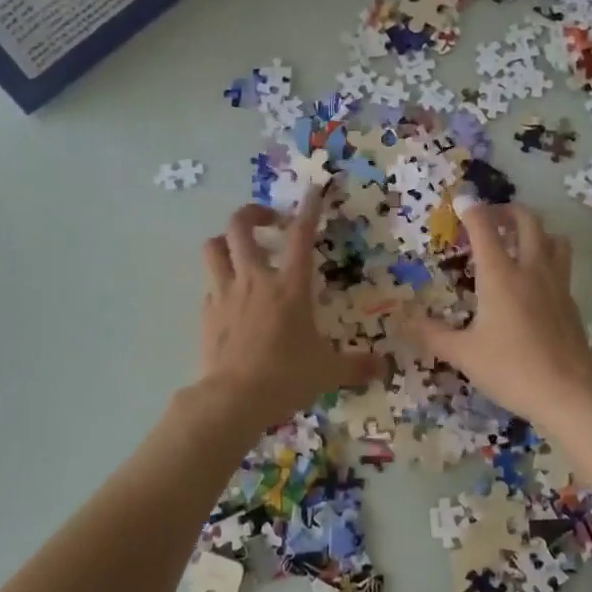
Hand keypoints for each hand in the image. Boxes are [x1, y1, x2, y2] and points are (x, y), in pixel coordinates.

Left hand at [193, 186, 383, 433]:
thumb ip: (356, 366)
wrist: (233, 399)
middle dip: (252, 213)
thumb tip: (384, 367)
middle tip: (269, 222)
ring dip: (225, 241)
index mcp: (290, 287)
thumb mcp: (328, 372)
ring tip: (240, 251)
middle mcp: (254, 280)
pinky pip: (209, 285)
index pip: (301, 237)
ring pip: (213, 248)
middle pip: (239, 227)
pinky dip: (220, 282)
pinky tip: (231, 298)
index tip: (312, 192)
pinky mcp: (206, 313)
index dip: (308, 210)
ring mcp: (225, 294)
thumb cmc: (286, 378)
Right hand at [407, 198, 591, 426]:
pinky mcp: (571, 303)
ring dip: (535, 230)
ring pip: (553, 239)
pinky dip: (547, 258)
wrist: (567, 394)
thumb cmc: (510, 370)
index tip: (461, 200)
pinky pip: (561, 266)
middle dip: (507, 211)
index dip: (472, 210)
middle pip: (527, 222)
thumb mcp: (464, 354)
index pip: (485, 230)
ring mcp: (557, 285)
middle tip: (491, 217)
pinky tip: (535, 280)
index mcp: (500, 277)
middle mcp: (531, 271)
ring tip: (519, 240)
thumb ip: (433, 334)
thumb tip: (405, 321)